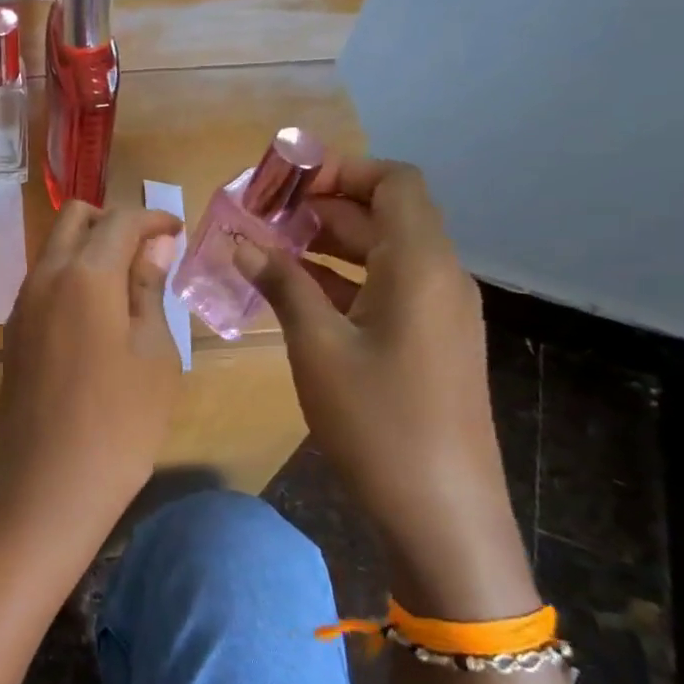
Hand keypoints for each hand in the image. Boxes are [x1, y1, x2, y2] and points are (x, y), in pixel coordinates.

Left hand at [0, 203, 184, 566]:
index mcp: (85, 274)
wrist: (47, 487)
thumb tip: (154, 244)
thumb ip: (149, 288)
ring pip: (55, 249)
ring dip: (91, 249)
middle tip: (151, 253)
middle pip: (75, 219)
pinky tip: (99, 315)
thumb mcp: (154, 353)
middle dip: (115, 222)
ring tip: (130, 285)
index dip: (154, 218)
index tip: (179, 230)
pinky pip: (44, 282)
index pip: (120, 220)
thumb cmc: (120, 423)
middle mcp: (45, 277)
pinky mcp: (14, 333)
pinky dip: (73, 277)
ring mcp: (22, 305)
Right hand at [236, 156, 532, 613]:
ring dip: (329, 245)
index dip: (342, 170)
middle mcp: (440, 277)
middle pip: (386, 215)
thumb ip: (281, 284)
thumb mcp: (318, 347)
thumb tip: (240, 241)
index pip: (394, 182)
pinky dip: (343, 280)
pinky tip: (296, 294)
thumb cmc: (378, 422)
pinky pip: (387, 290)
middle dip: (322, 207)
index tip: (285, 183)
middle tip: (260, 216)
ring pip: (384, 254)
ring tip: (267, 250)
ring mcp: (439, 313)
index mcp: (422, 265)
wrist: (442, 513)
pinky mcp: (431, 343)